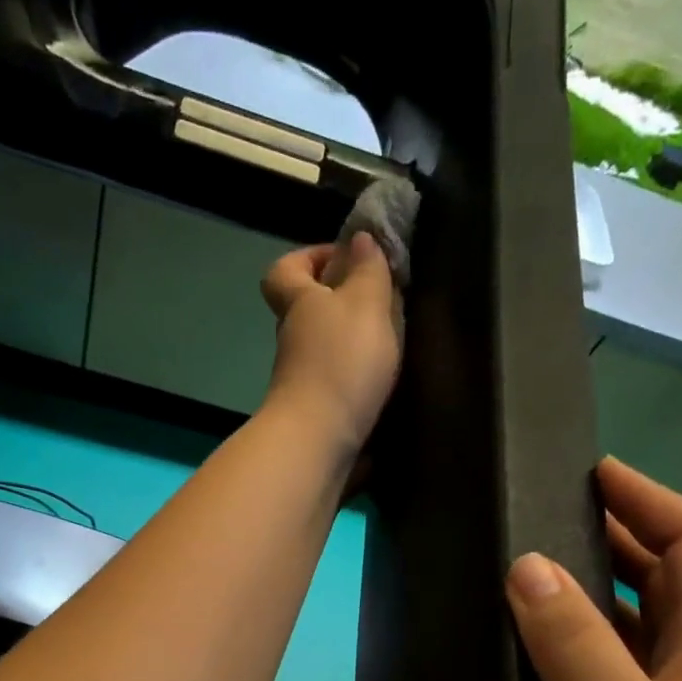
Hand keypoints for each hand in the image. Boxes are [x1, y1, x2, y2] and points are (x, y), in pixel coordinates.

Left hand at [259, 233, 402, 454]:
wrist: (318, 441)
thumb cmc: (341, 363)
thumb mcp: (364, 303)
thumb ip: (367, 270)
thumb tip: (358, 239)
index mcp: (298, 303)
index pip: (285, 270)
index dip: (309, 257)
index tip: (347, 258)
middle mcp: (293, 340)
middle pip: (308, 311)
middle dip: (343, 303)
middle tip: (386, 303)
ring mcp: (302, 379)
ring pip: (325, 349)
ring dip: (355, 344)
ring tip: (396, 343)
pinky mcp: (317, 412)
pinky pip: (338, 383)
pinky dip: (358, 378)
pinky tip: (387, 381)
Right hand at [503, 458, 681, 680]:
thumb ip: (573, 643)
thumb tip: (527, 565)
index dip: (651, 499)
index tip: (595, 471)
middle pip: (674, 588)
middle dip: (620, 544)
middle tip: (547, 525)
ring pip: (648, 641)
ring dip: (600, 605)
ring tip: (533, 588)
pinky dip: (592, 664)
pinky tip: (547, 677)